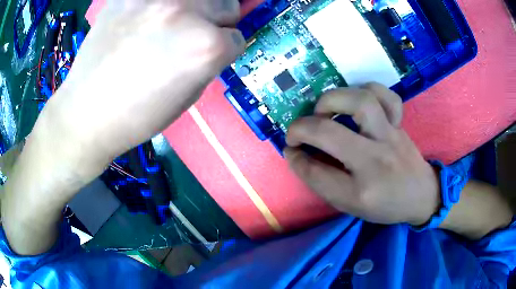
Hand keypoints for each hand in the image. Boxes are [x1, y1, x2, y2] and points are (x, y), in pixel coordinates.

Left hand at [36, 0, 244, 180]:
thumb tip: (219, 37)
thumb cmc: (137, 116)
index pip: (238, 37)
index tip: (207, 56)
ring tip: (171, 23)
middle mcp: (187, 12)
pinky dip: (163, 5)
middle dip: (216, 22)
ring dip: (196, 7)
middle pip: (227, 4)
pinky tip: (147, 17)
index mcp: (205, 47)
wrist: (86, 113)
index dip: (224, 49)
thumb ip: (210, 60)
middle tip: (191, 35)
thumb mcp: (188, 96)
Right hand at [285, 83, 439, 225]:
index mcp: (360, 191)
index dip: (295, 158)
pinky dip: (366, 91)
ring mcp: (390, 137)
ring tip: (325, 111)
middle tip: (298, 132)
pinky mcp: (399, 124)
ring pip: (360, 101)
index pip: (315, 172)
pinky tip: (357, 100)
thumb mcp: (350, 205)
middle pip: (329, 132)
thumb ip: (322, 181)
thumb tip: (297, 153)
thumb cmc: (385, 205)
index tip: (291, 150)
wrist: (421, 196)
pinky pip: (386, 96)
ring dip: (332, 100)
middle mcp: (375, 160)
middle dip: (301, 128)